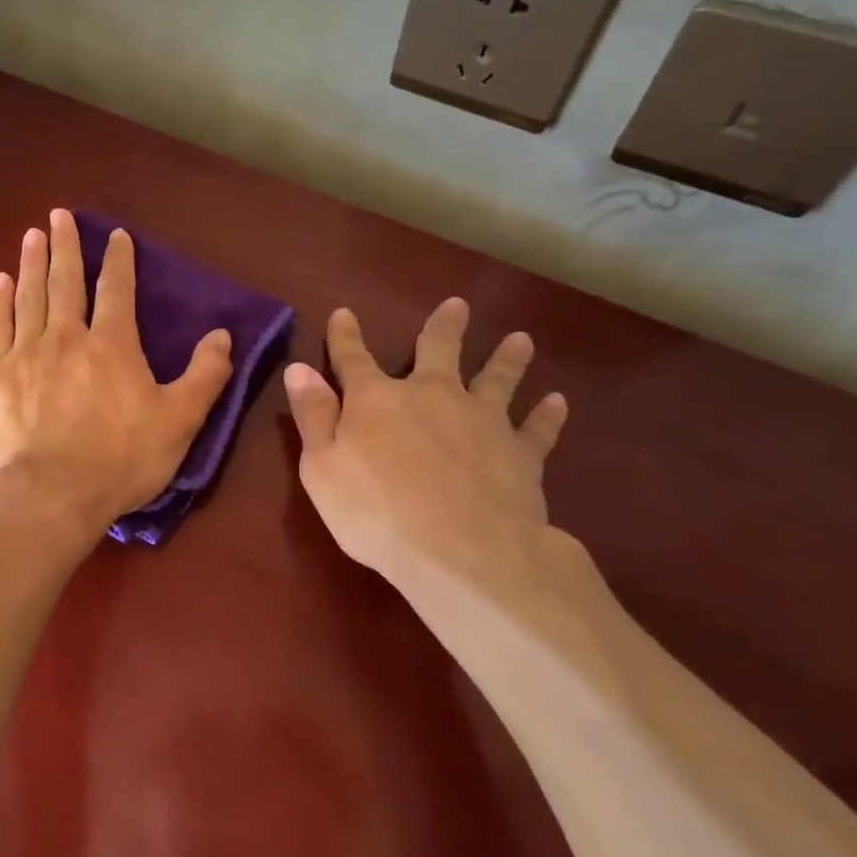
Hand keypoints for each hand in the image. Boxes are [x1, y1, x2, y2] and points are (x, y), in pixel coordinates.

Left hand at [0, 209, 233, 534]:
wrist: (50, 494)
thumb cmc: (120, 460)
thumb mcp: (180, 422)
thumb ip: (205, 376)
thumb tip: (222, 335)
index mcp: (112, 344)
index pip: (117, 289)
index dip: (118, 260)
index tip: (115, 235)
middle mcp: (67, 336)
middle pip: (67, 281)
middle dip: (66, 246)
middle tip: (59, 215)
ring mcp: (27, 353)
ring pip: (30, 296)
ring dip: (32, 263)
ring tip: (32, 235)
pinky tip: (0, 282)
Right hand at [283, 300, 569, 596]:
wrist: (463, 551)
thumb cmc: (376, 512)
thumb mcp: (321, 468)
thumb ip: (313, 416)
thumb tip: (299, 369)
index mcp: (376, 400)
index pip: (353, 359)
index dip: (345, 337)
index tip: (344, 313)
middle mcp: (431, 395)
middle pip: (438, 351)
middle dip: (443, 328)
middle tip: (457, 305)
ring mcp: (482, 419)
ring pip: (497, 379)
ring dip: (507, 358)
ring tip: (520, 340)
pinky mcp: (520, 452)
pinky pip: (537, 427)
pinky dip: (547, 414)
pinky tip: (557, 401)